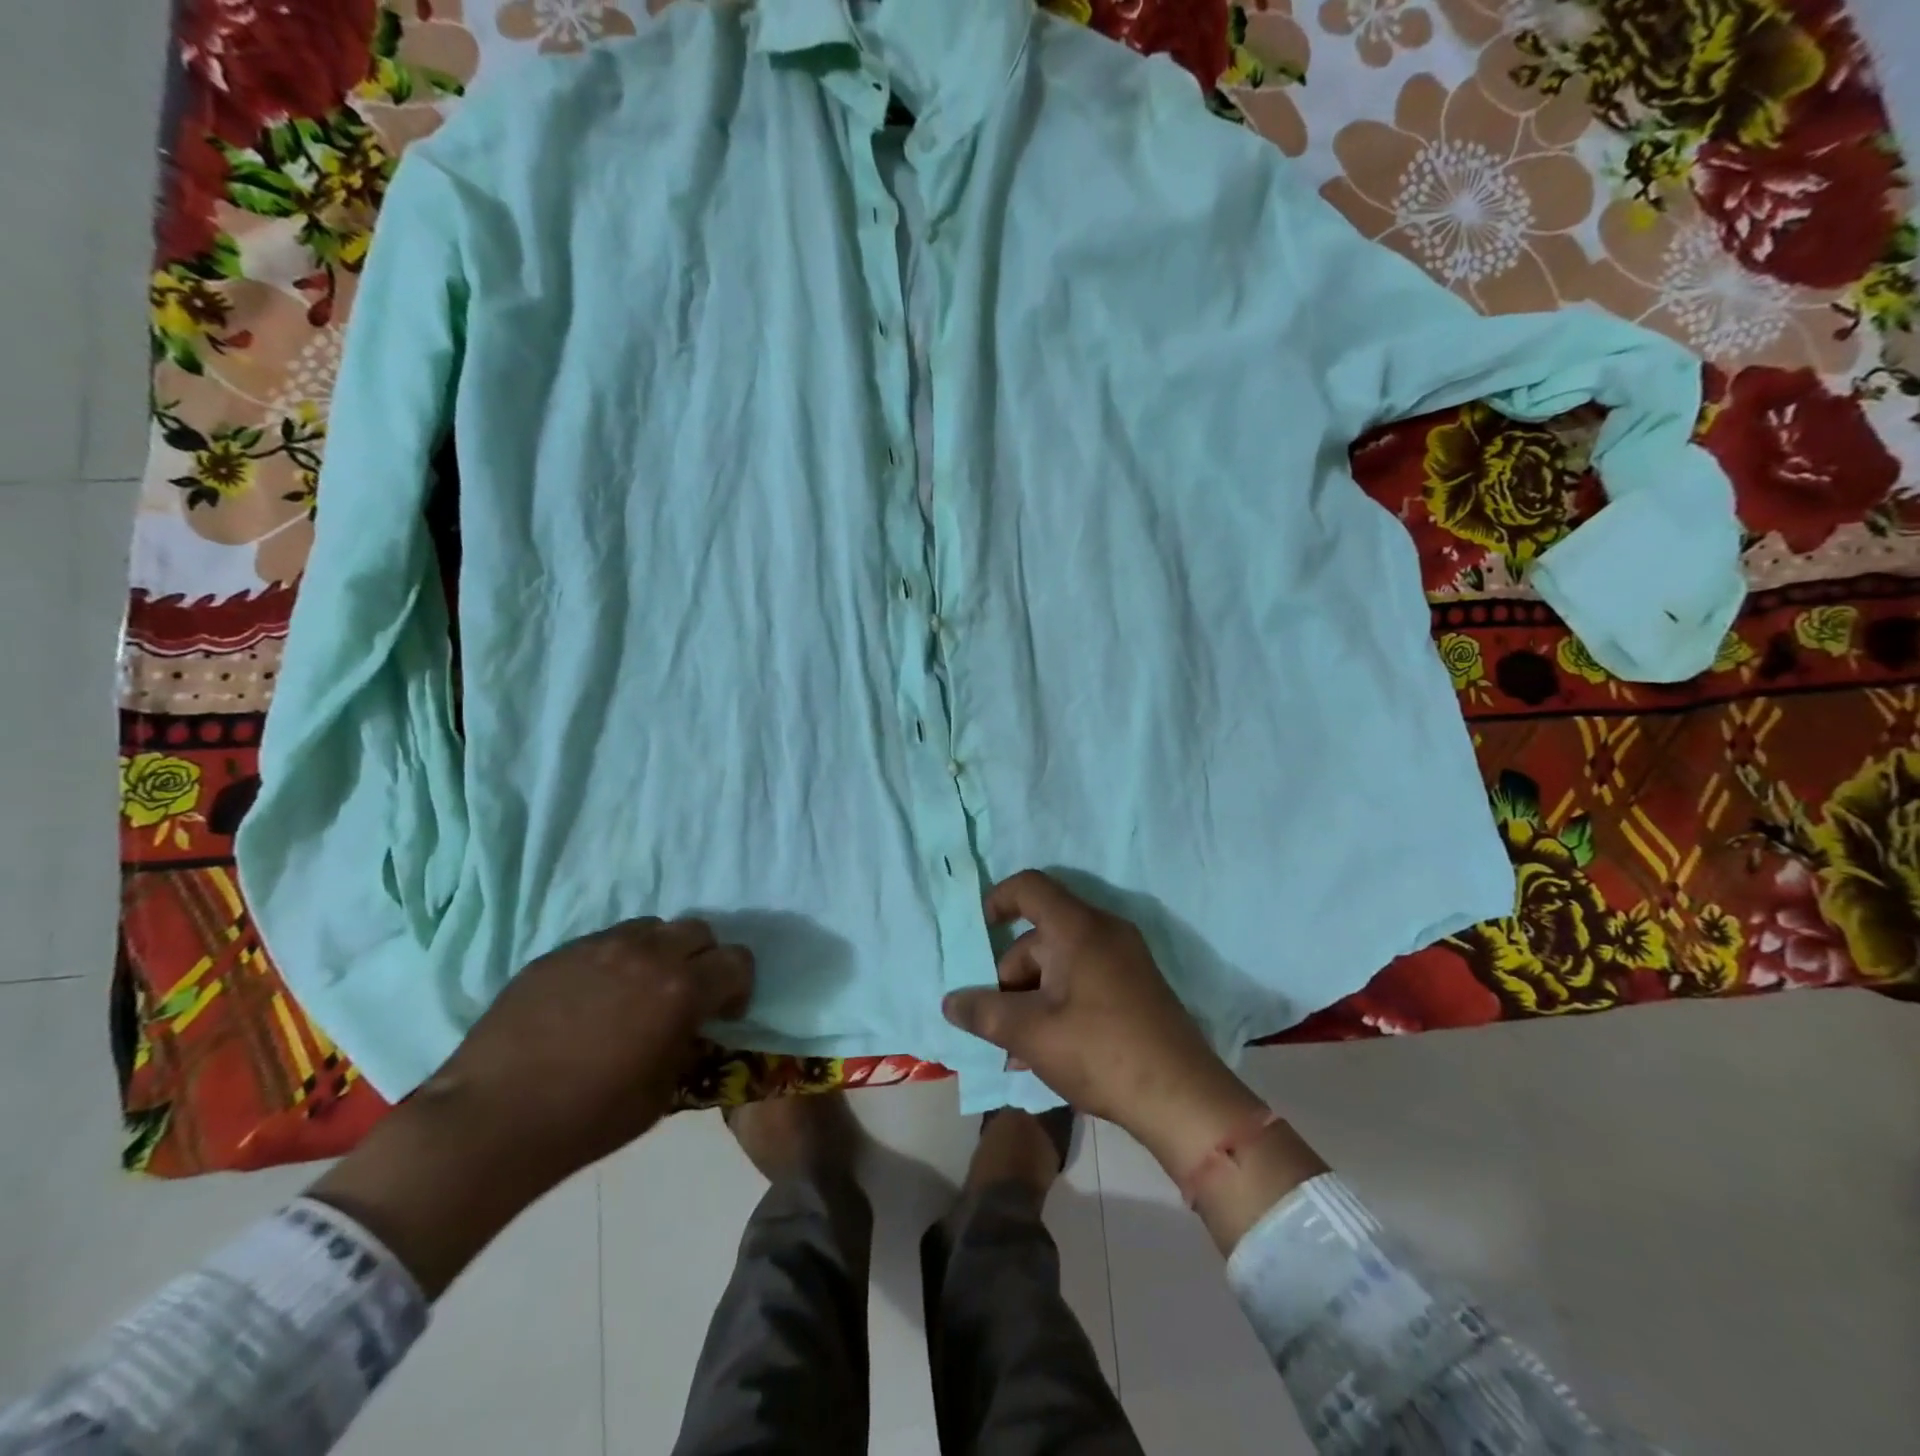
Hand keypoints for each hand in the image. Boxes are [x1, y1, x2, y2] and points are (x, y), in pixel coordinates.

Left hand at [427, 915, 754, 1175]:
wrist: (489, 1121)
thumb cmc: (587, 1118)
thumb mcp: (662, 1091)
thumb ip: (689, 1043)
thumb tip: (694, 1026)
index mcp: (681, 989)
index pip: (737, 961)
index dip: (739, 987)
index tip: (723, 1014)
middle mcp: (647, 954)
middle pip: (699, 931)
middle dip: (704, 960)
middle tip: (686, 996)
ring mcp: (599, 947)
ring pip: (652, 927)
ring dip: (660, 952)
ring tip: (639, 990)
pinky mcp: (560, 952)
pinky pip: (606, 941)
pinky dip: (617, 960)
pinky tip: (593, 998)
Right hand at [941, 871, 1266, 1171]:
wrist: (1183, 1098)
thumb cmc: (1100, 1052)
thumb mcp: (1031, 1034)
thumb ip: (984, 1012)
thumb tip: (950, 1002)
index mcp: (1079, 928)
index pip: (1030, 887)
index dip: (997, 900)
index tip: (978, 931)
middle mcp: (1104, 932)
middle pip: (1040, 936)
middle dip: (1010, 977)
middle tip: (996, 1024)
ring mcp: (1124, 960)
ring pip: (1060, 964)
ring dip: (1031, 999)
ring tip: (1017, 1051)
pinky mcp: (1135, 987)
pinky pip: (1083, 980)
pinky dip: (1058, 1004)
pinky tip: (1046, 1051)